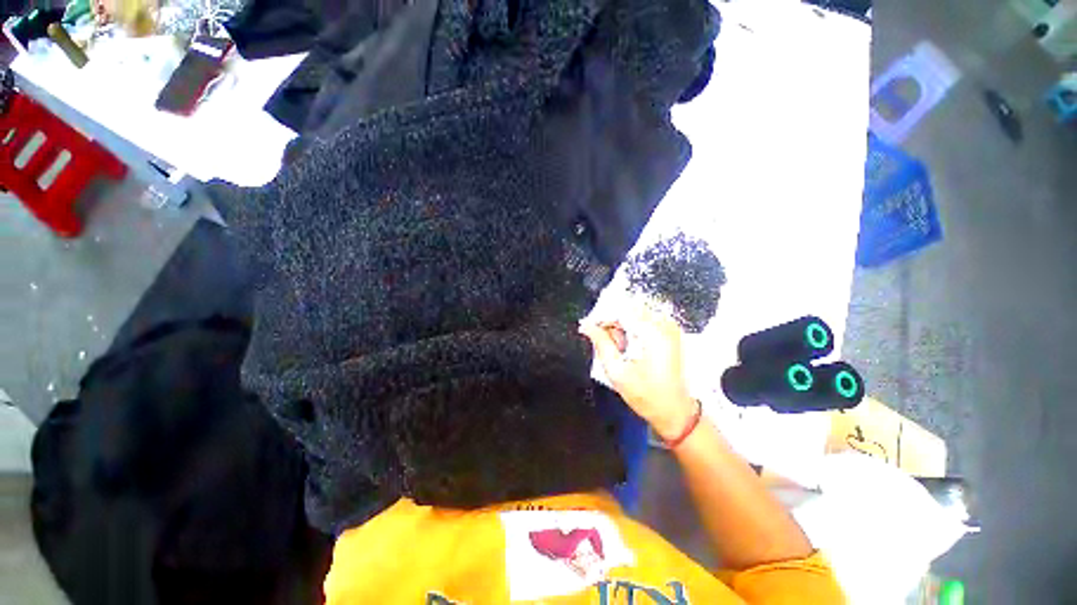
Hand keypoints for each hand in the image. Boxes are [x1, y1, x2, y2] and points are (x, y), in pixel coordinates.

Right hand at [579, 302, 696, 439]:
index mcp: (653, 333)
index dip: (602, 316)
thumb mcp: (617, 372)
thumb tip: (587, 326)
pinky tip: (629, 346)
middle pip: (628, 308)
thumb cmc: (647, 396)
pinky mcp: (670, 332)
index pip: (621, 309)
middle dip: (612, 322)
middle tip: (608, 344)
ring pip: (635, 312)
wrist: (676, 410)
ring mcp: (670, 327)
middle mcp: (664, 324)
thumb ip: (601, 344)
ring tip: (620, 349)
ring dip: (622, 326)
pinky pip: (644, 319)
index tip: (590, 328)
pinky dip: (632, 329)